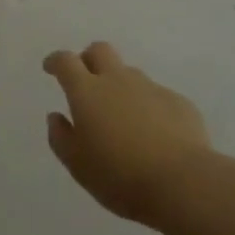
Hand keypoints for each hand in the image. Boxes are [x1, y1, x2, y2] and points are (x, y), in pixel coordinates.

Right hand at [44, 41, 210, 224]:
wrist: (183, 184)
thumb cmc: (120, 176)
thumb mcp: (78, 165)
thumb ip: (61, 137)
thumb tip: (56, 117)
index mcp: (87, 92)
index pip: (66, 61)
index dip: (56, 61)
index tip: (51, 67)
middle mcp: (117, 80)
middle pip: (100, 50)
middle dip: (89, 59)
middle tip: (86, 80)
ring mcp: (151, 88)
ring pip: (129, 73)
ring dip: (120, 85)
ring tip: (123, 117)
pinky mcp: (178, 102)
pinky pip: (157, 96)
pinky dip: (149, 107)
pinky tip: (155, 133)